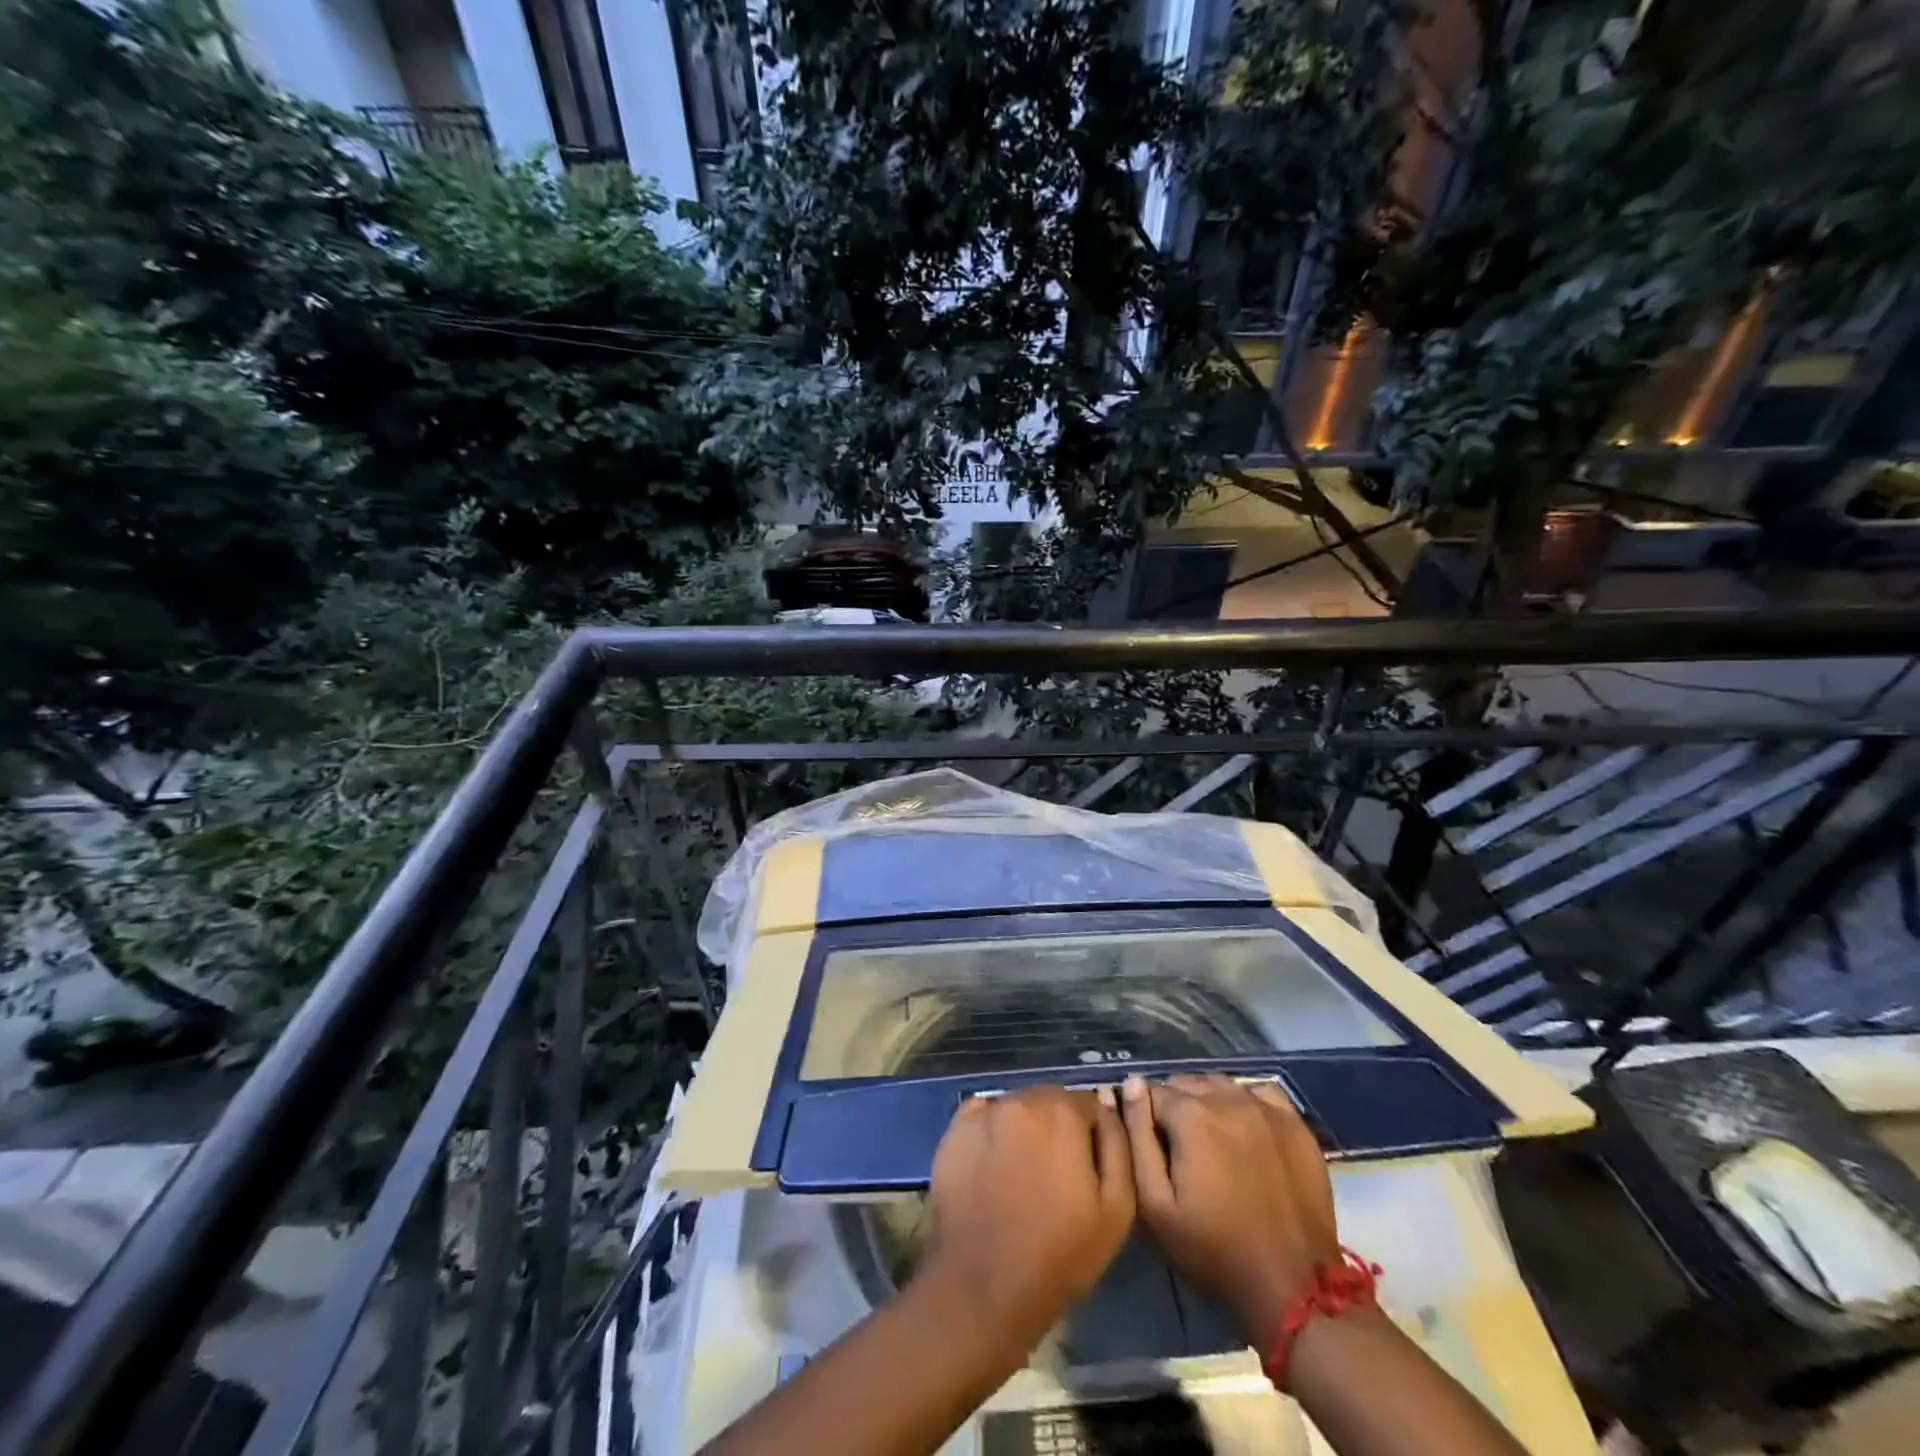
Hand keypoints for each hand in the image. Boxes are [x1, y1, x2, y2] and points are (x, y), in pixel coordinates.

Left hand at [920, 1086, 1134, 1344]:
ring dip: (1026, 1128)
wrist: (984, 1287)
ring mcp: (983, 1113)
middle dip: (1058, 1127)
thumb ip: (1118, 1146)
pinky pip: (983, 1117)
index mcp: (1062, 1113)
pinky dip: (993, 1131)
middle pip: (1050, 1101)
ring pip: (1017, 1107)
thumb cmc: (1059, 1254)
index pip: (1088, 1104)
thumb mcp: (1116, 1209)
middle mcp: (1021, 1099)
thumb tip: (1107, 1103)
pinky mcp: (954, 1131)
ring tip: (1023, 1173)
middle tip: (1056, 1173)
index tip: (1088, 1167)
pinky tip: (994, 1165)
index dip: (1093, 1135)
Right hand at [1121, 1073, 1338, 1345]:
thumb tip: (1132, 1084)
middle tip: (1179, 1147)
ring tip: (1210, 1140)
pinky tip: (1244, 1128)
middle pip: (1187, 1083)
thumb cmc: (1213, 1250)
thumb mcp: (1156, 1205)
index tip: (1151, 1144)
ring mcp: (1266, 1109)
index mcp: (1191, 1115)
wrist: (1292, 1288)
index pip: (1152, 1091)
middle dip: (1175, 1106)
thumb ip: (1137, 1137)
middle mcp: (1227, 1098)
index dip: (1145, 1115)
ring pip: (1221, 1084)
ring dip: (1208, 1102)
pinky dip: (1245, 1101)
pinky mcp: (1296, 1125)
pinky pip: (1260, 1093)